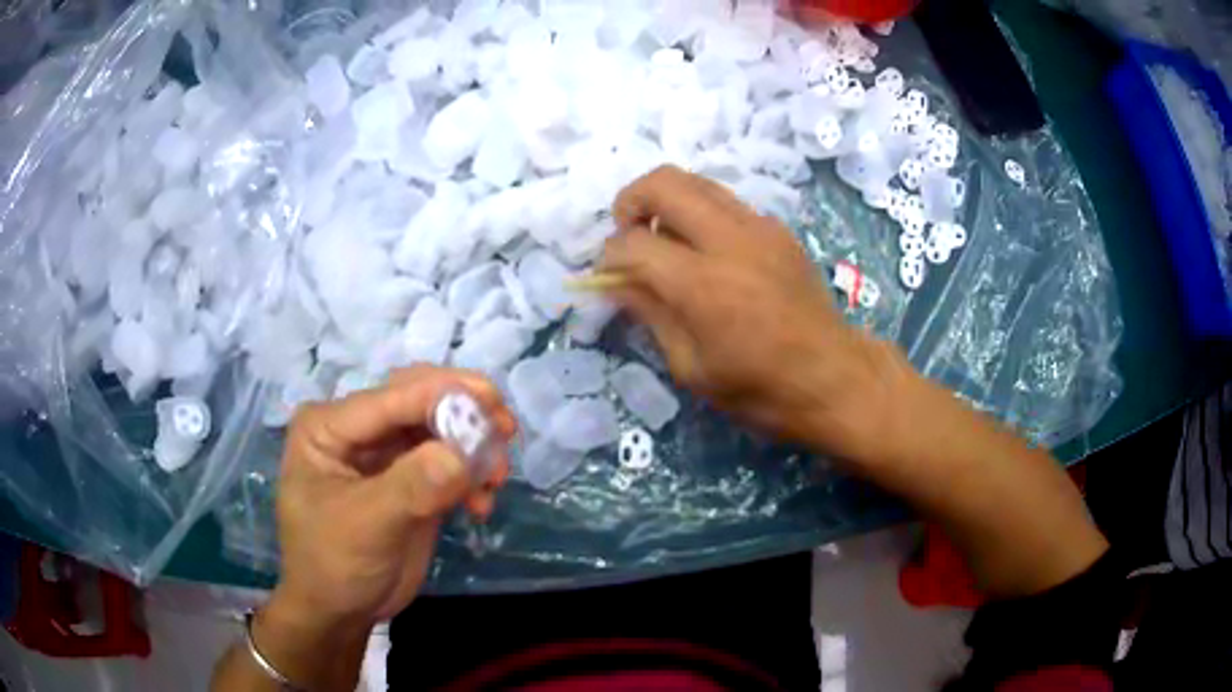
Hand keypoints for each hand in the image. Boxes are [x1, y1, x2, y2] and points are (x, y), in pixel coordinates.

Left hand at [273, 366, 515, 625]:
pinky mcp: (410, 481)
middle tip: (505, 431)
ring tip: (496, 479)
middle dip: (464, 412)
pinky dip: (472, 476)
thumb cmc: (332, 565)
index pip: (393, 397)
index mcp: (330, 426)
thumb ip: (411, 486)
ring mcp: (386, 455)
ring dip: (473, 447)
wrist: (338, 613)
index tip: (494, 409)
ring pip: (439, 429)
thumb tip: (465, 452)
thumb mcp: (365, 525)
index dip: (444, 396)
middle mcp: (357, 430)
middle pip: (419, 400)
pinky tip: (481, 505)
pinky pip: (449, 463)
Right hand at [601, 166, 904, 461]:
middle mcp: (729, 240)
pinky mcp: (778, 229)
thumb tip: (614, 281)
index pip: (633, 244)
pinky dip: (701, 212)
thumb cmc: (759, 389)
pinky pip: (726, 201)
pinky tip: (706, 250)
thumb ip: (650, 313)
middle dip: (631, 200)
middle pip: (663, 182)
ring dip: (667, 200)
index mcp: (702, 284)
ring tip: (663, 237)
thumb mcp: (691, 367)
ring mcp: (759, 227)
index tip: (608, 275)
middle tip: (629, 234)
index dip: (609, 257)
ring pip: (696, 180)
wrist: (834, 378)